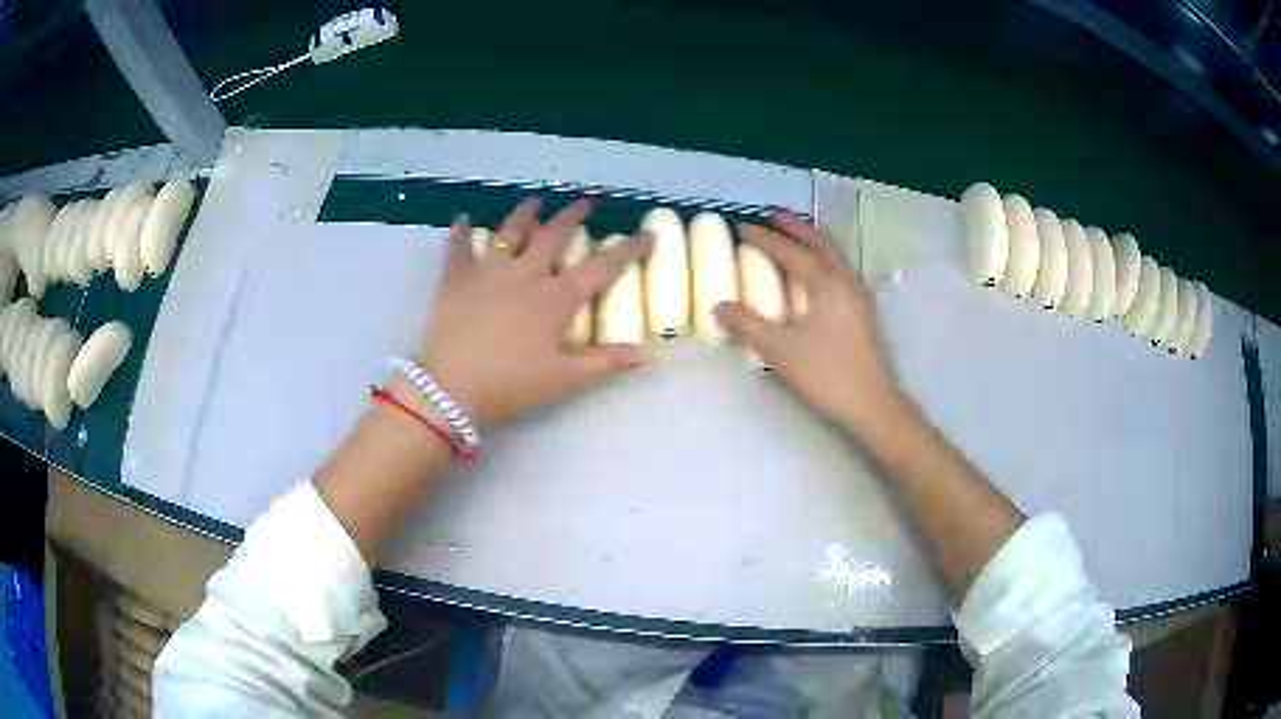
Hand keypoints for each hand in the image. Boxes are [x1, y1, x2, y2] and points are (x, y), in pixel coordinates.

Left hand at [414, 199, 653, 427]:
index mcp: (557, 298)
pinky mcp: (456, 279)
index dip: (628, 249)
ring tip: (534, 202)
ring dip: (524, 214)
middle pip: (554, 236)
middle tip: (584, 203)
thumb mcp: (566, 379)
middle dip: (572, 217)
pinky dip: (460, 233)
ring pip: (509, 232)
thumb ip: (608, 363)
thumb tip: (650, 353)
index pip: (602, 267)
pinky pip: (458, 249)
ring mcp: (488, 271)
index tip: (647, 235)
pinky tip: (461, 219)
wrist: (450, 387)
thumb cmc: (512, 385)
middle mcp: (526, 273)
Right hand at [713, 213, 905, 436]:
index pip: (793, 253)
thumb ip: (748, 326)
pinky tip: (820, 272)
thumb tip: (718, 306)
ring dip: (816, 239)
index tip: (745, 228)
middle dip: (798, 226)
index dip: (767, 240)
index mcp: (827, 285)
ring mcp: (859, 297)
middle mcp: (846, 282)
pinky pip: (843, 270)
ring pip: (838, 255)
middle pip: (823, 243)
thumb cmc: (827, 374)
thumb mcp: (781, 351)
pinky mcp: (864, 313)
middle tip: (775, 215)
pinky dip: (827, 257)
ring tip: (798, 232)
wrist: (873, 403)